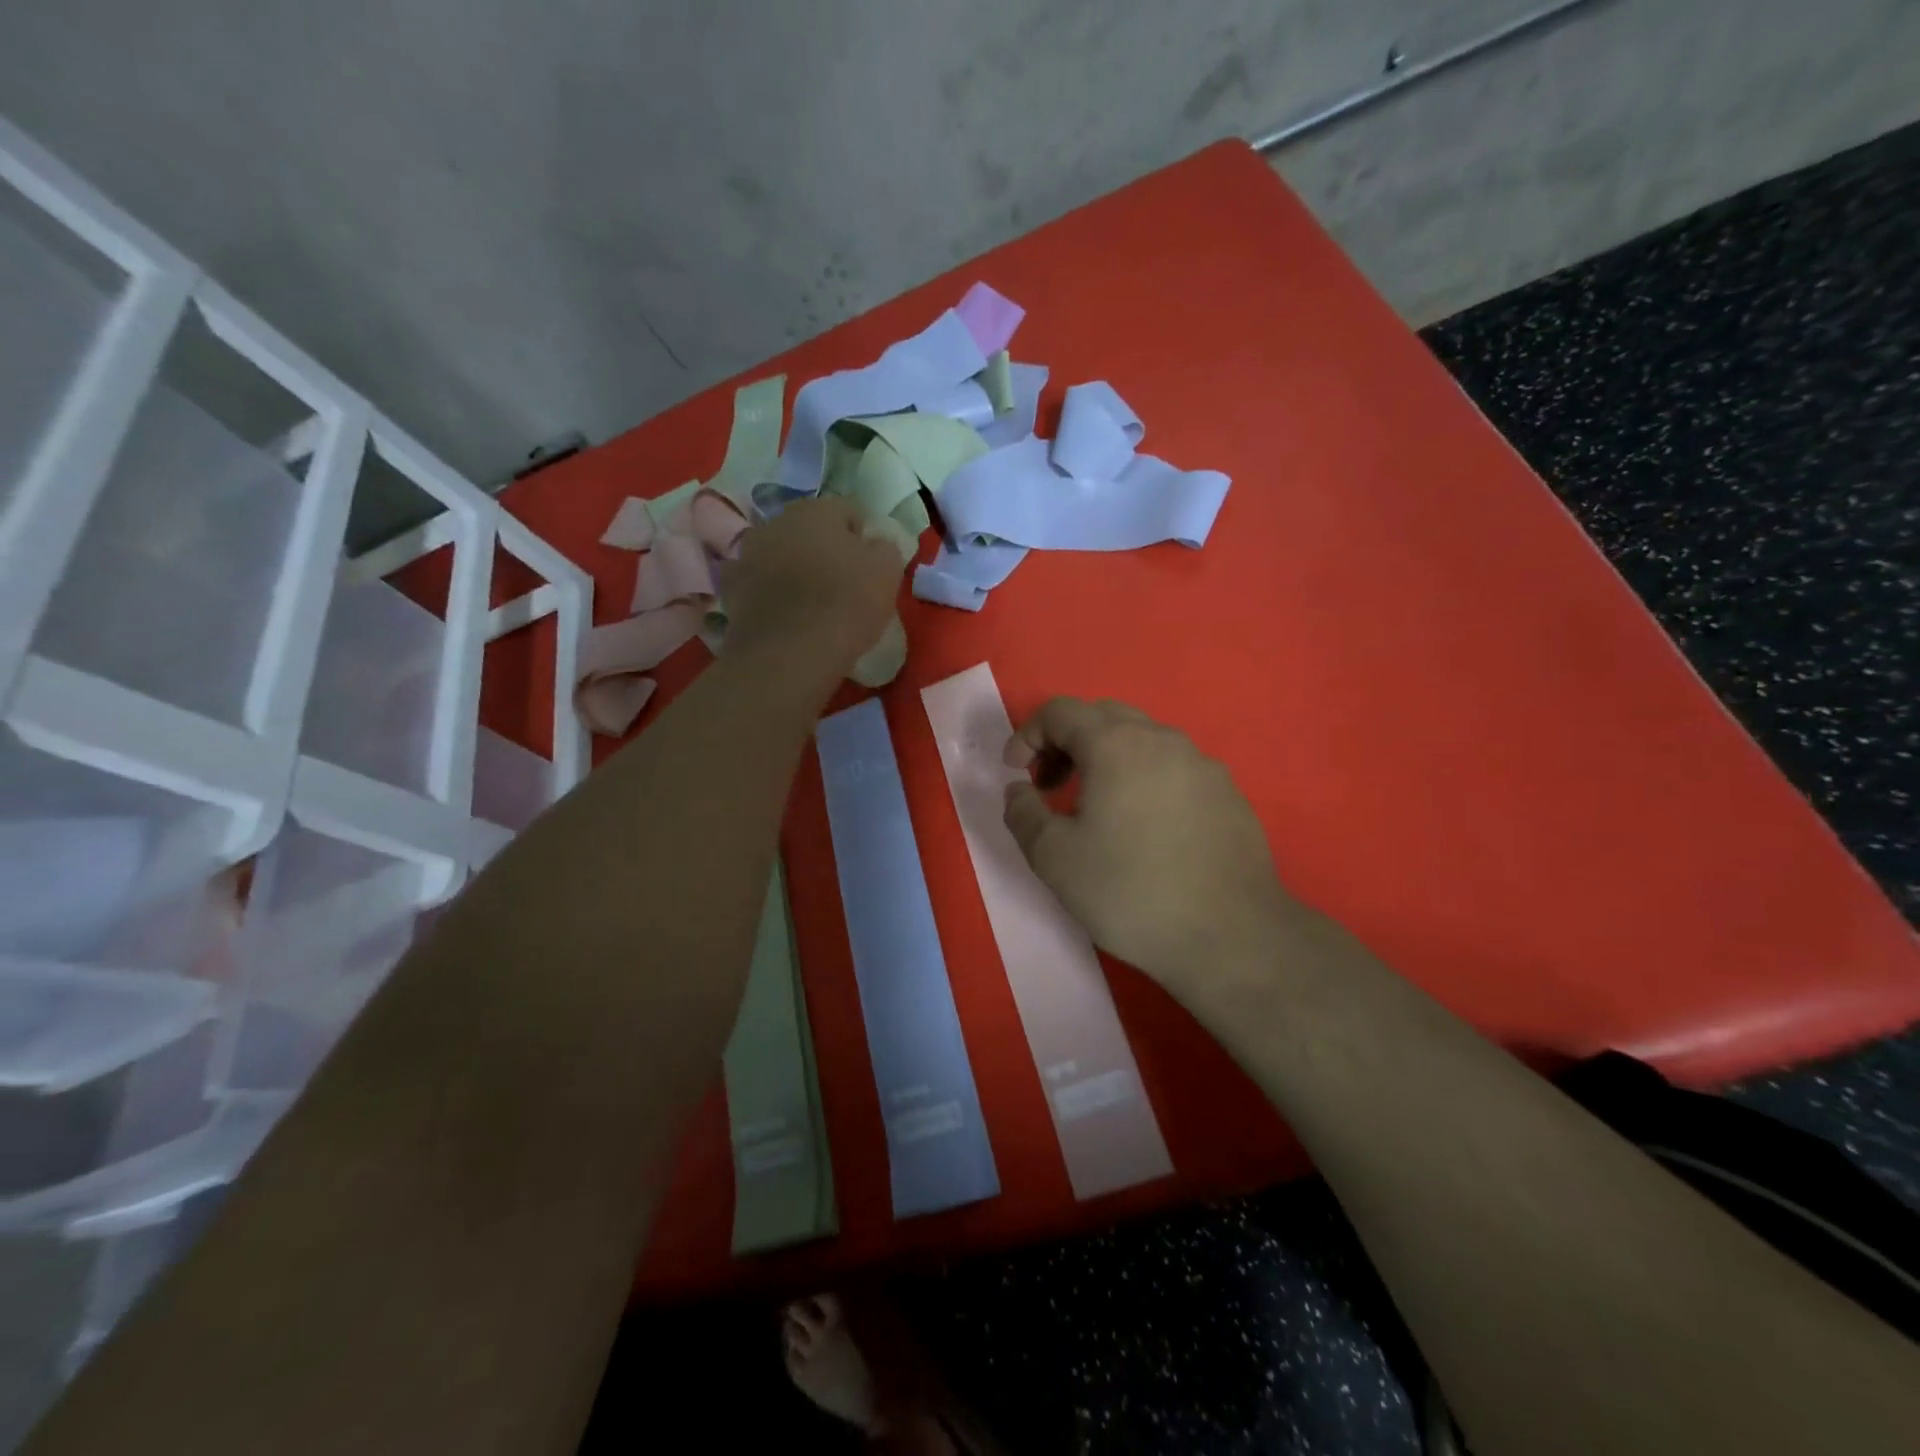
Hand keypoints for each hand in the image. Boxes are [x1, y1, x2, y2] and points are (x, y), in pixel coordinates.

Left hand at [721, 498, 904, 679]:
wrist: (790, 653)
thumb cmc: (846, 604)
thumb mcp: (887, 571)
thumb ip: (884, 547)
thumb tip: (875, 544)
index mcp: (817, 509)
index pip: (849, 511)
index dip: (864, 537)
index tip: (872, 566)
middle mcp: (777, 521)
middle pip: (810, 530)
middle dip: (825, 549)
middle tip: (843, 583)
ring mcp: (748, 554)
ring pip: (781, 554)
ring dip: (795, 569)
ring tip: (812, 603)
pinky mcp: (732, 589)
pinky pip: (759, 584)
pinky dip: (771, 593)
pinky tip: (784, 616)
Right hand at [1002, 698, 1297, 1003]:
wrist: (1231, 935)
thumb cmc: (1131, 891)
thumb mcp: (1054, 858)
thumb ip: (1023, 813)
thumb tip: (1020, 790)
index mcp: (1117, 744)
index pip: (1061, 711)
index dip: (1027, 735)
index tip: (1016, 772)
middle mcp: (1162, 740)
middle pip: (1103, 717)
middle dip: (1066, 743)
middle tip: (1050, 786)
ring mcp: (1202, 764)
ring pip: (1142, 741)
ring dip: (1106, 760)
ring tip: (1095, 809)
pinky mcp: (1227, 793)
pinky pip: (1173, 768)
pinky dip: (1143, 779)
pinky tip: (1144, 829)